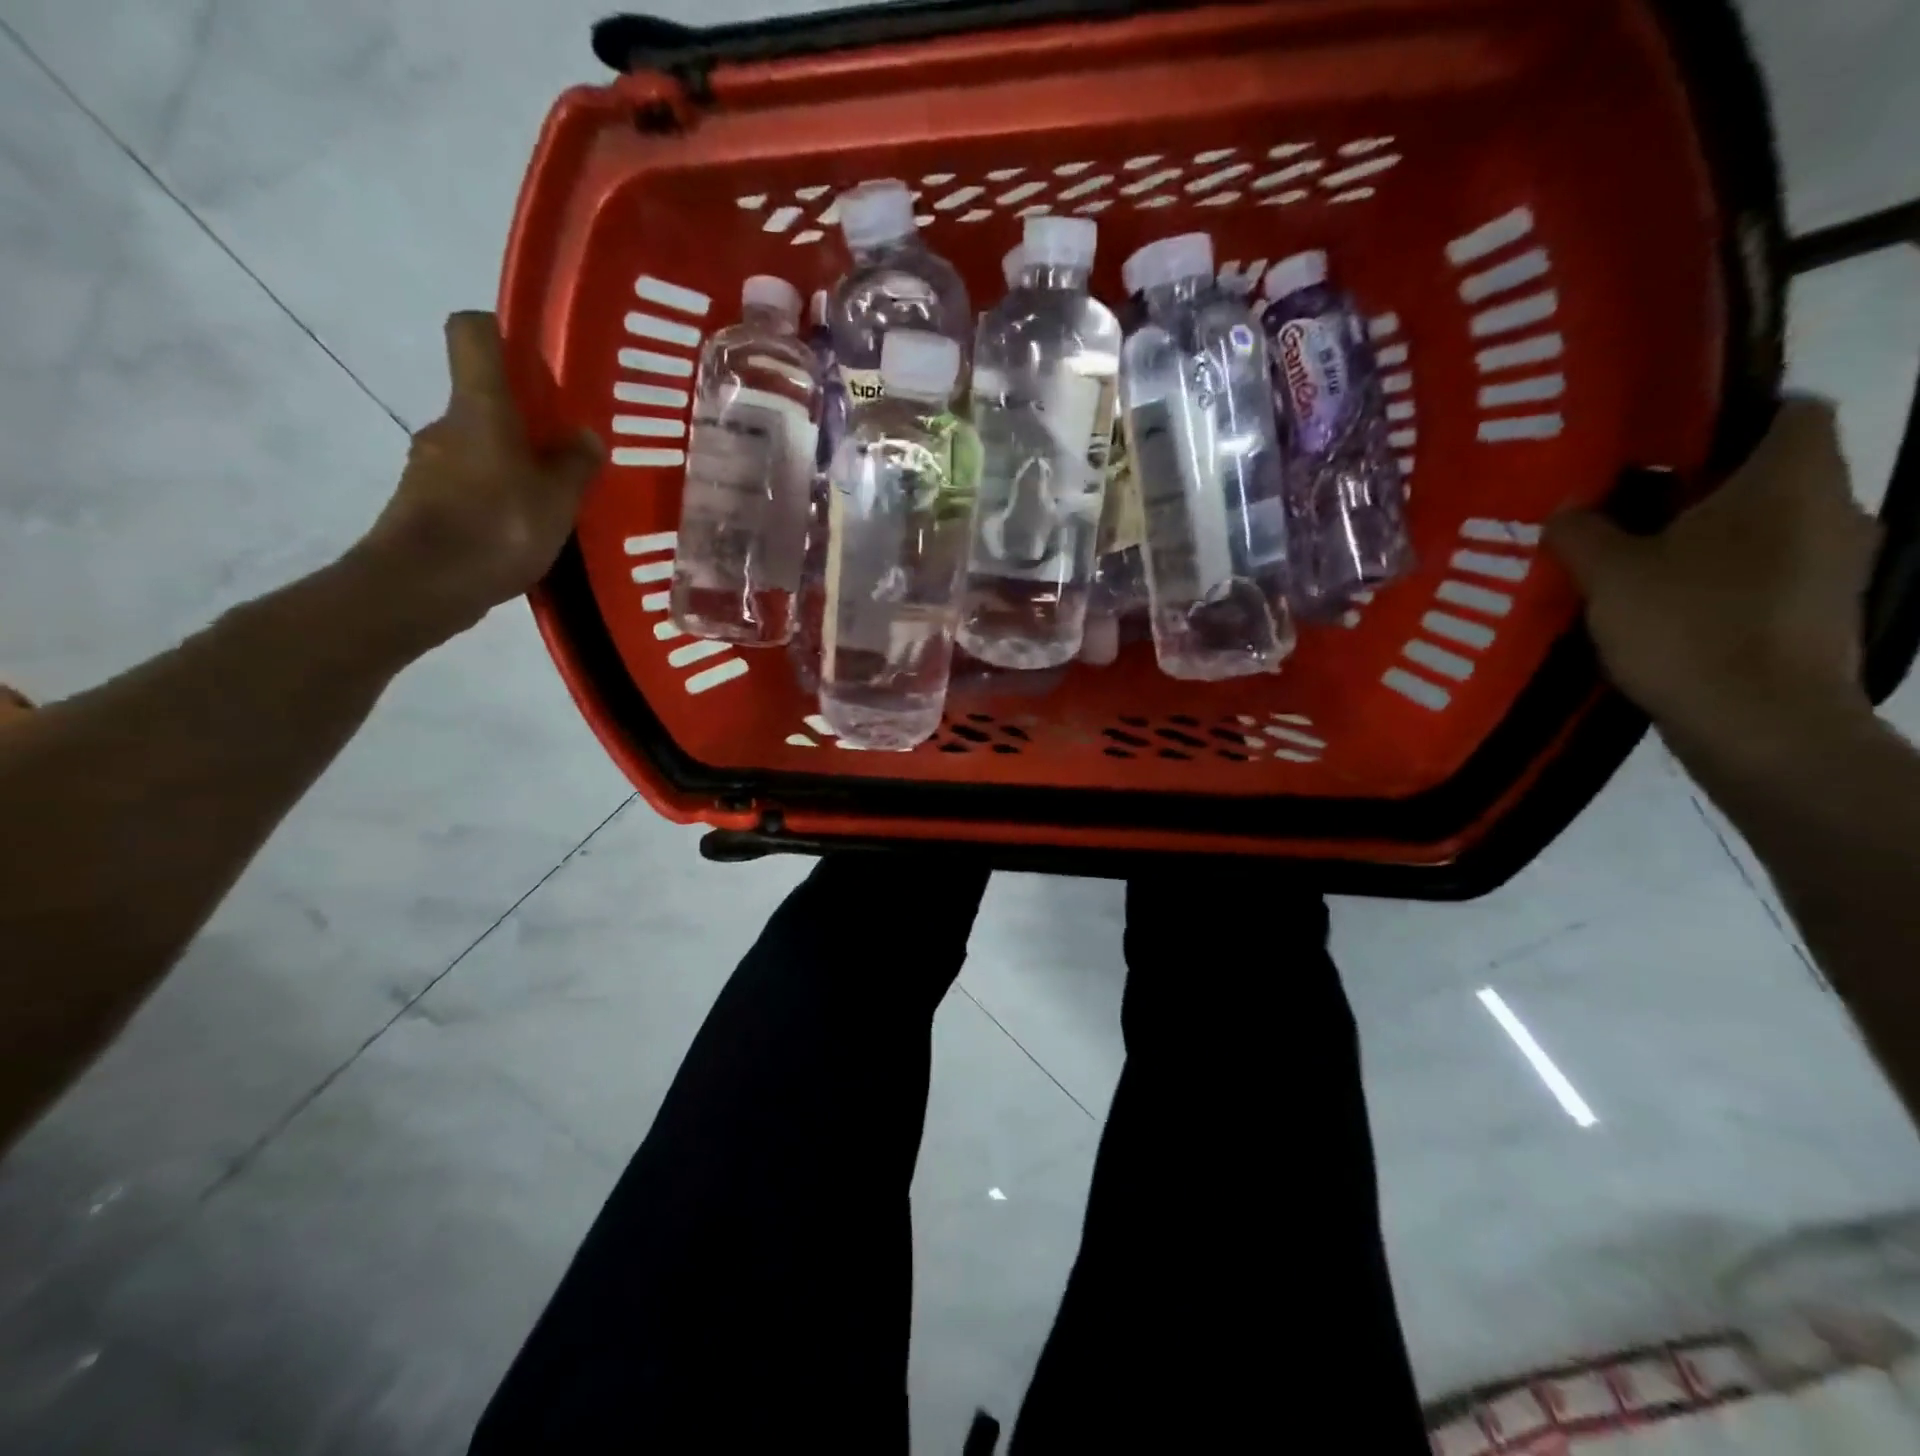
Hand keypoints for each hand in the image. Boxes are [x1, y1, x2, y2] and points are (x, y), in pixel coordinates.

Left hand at [353, 312, 602, 646]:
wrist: (420, 586)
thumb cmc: (495, 528)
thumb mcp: (556, 500)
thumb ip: (575, 465)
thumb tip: (584, 436)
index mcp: (480, 408)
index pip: (473, 333)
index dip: (502, 331)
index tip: (538, 358)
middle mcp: (448, 425)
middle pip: (484, 399)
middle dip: (526, 420)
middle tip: (570, 451)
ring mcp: (431, 464)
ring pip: (480, 447)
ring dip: (514, 464)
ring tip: (554, 501)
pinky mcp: (425, 502)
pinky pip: (470, 485)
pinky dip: (497, 498)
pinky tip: (525, 531)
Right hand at [1546, 397, 1879, 749]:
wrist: (1759, 723)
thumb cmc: (1688, 626)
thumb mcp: (1609, 575)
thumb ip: (1582, 533)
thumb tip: (1565, 510)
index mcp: (1790, 480)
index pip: (1790, 410)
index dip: (1731, 416)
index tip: (1665, 445)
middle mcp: (1834, 508)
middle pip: (1772, 472)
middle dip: (1705, 485)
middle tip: (1629, 506)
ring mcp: (1837, 563)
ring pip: (1771, 525)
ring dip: (1713, 535)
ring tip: (1640, 559)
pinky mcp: (1823, 609)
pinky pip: (1772, 570)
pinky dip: (1726, 576)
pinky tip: (1671, 604)